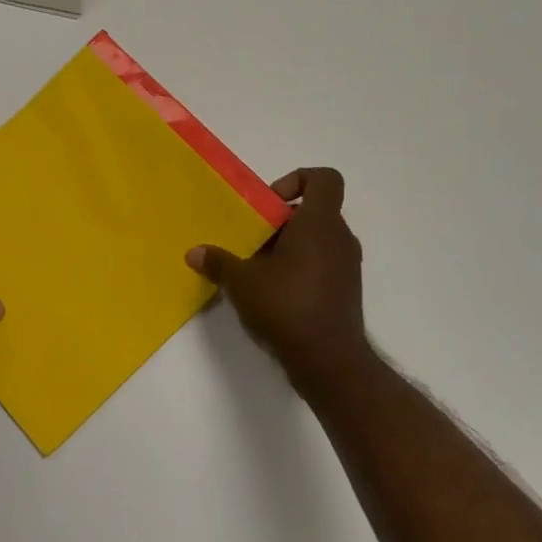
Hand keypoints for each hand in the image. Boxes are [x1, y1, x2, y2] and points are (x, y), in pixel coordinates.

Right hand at [187, 167, 370, 395]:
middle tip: (252, 238)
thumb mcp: (242, 282)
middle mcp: (339, 238)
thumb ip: (218, 262)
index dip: (297, 179)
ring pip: (317, 238)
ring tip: (257, 267)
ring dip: (288, 245)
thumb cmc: (287, 307)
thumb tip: (194, 253)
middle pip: (314, 210)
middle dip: (280, 220)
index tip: (269, 203)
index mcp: (319, 223)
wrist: (331, 362)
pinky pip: (322, 262)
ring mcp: (347, 265)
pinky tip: (272, 291)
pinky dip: (299, 266)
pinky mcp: (346, 289)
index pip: (325, 179)